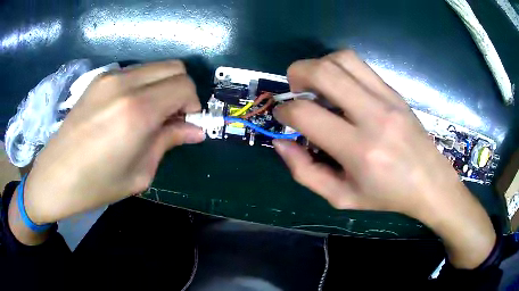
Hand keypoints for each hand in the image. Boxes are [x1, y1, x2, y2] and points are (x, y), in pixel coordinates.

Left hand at [22, 61, 204, 223]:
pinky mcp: (99, 79)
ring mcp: (109, 76)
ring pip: (155, 66)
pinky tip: (131, 109)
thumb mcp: (139, 173)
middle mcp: (125, 83)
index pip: (184, 86)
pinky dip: (145, 85)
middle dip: (182, 90)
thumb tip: (196, 130)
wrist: (55, 177)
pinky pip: (135, 72)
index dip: (193, 104)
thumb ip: (169, 142)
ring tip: (151, 115)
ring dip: (163, 86)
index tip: (185, 124)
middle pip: (175, 67)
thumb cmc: (96, 185)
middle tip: (172, 118)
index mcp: (137, 111)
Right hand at [273, 50, 495, 268]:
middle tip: (294, 91)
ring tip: (316, 85)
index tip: (283, 117)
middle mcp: (373, 116)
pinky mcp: (394, 91)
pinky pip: (360, 64)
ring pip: (342, 59)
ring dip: (319, 65)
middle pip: (323, 72)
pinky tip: (340, 86)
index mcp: (359, 150)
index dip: (284, 112)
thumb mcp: (341, 197)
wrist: (430, 182)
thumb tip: (281, 143)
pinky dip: (339, 66)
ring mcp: (387, 98)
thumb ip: (305, 173)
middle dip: (296, 74)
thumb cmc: (386, 196)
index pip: (306, 114)